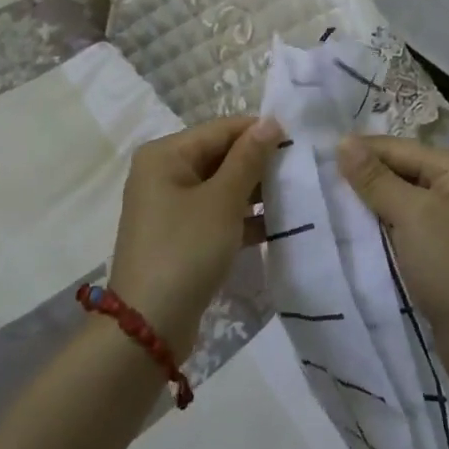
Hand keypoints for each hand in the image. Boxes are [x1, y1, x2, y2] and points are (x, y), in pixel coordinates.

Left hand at [107, 116, 281, 355]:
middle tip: (300, 169)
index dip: (258, 132)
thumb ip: (248, 159)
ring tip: (294, 195)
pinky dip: (241, 218)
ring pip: (219, 186)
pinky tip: (276, 226)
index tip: (298, 140)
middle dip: (257, 164)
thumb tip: (270, 121)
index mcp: (165, 154)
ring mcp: (169, 206)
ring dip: (253, 192)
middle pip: (218, 156)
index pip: (220, 130)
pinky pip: (214, 213)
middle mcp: (162, 172)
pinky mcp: (178, 235)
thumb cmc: (185, 250)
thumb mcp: (222, 201)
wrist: (148, 327)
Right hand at [339, 136, 448, 358]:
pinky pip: (402, 222)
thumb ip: (374, 178)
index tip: (320, 156)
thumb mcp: (410, 215)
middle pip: (399, 170)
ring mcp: (447, 219)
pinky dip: (379, 222)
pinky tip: (354, 227)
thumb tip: (342, 140)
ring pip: (398, 197)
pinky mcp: (438, 246)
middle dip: (363, 175)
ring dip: (368, 200)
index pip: (400, 148)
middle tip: (320, 180)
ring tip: (330, 201)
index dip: (362, 150)